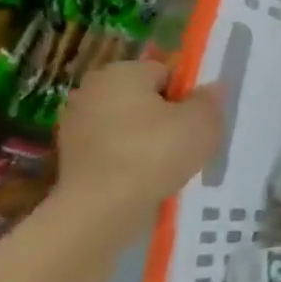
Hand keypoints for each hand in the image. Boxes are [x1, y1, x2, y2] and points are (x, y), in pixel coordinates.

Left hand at [57, 60, 222, 210]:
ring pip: (128, 125)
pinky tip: (144, 179)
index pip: (166, 73)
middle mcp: (92, 90)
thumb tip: (210, 89)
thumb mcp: (203, 122)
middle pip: (145, 98)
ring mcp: (75, 124)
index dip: (187, 95)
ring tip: (167, 165)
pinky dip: (128, 160)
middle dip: (166, 116)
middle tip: (186, 143)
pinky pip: (113, 149)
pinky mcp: (69, 157)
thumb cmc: (155, 153)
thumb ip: (210, 100)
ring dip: (147, 140)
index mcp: (122, 72)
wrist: (101, 209)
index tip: (197, 121)